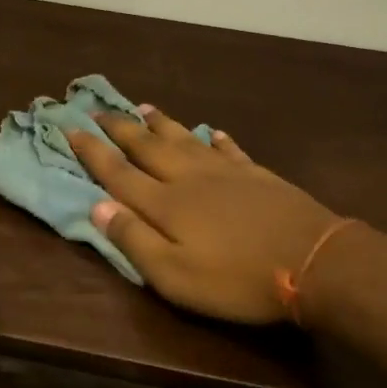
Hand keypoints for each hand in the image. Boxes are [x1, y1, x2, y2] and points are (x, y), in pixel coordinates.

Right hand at [67, 109, 337, 324]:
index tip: (70, 128)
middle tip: (98, 109)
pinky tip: (214, 133)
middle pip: (147, 147)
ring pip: (185, 140)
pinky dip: (217, 140)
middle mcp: (189, 178)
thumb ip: (134, 240)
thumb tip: (98, 206)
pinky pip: (230, 150)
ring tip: (144, 107)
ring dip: (162, 124)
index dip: (92, 151)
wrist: (316, 263)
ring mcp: (226, 173)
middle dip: (120, 128)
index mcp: (165, 203)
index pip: (118, 172)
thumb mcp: (174, 276)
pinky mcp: (258, 176)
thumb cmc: (237, 279)